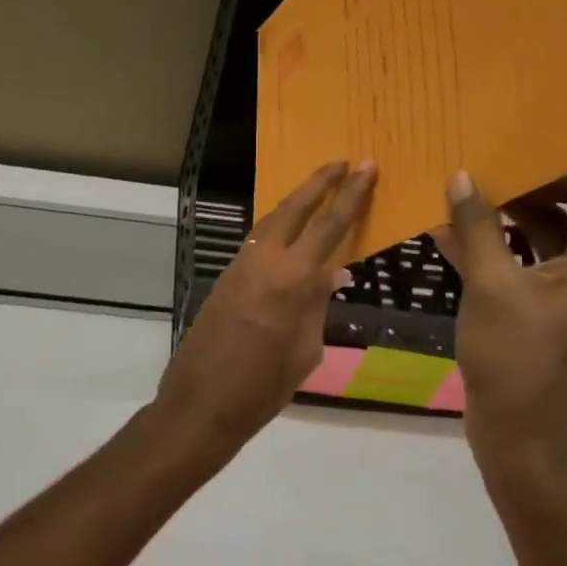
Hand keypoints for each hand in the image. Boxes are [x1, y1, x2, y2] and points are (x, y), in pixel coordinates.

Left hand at [155, 161, 376, 450]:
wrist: (200, 404)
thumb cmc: (262, 387)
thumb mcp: (305, 351)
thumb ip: (317, 305)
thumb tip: (331, 274)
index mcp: (291, 280)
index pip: (329, 226)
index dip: (350, 195)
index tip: (366, 167)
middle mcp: (263, 261)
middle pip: (294, 208)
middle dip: (319, 181)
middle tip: (343, 161)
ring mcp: (239, 267)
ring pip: (271, 221)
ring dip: (296, 201)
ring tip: (319, 188)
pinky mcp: (225, 278)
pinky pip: (257, 242)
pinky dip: (277, 227)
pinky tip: (289, 232)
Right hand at [433, 164, 566, 473]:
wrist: (521, 438)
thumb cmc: (515, 360)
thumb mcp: (491, 287)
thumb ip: (478, 227)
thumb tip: (460, 176)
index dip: (563, 158)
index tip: (518, 140)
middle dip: (526, 184)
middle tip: (481, 159)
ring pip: (546, 236)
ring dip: (506, 216)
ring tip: (460, 190)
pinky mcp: (551, 310)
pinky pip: (529, 265)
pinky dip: (497, 249)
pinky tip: (449, 235)